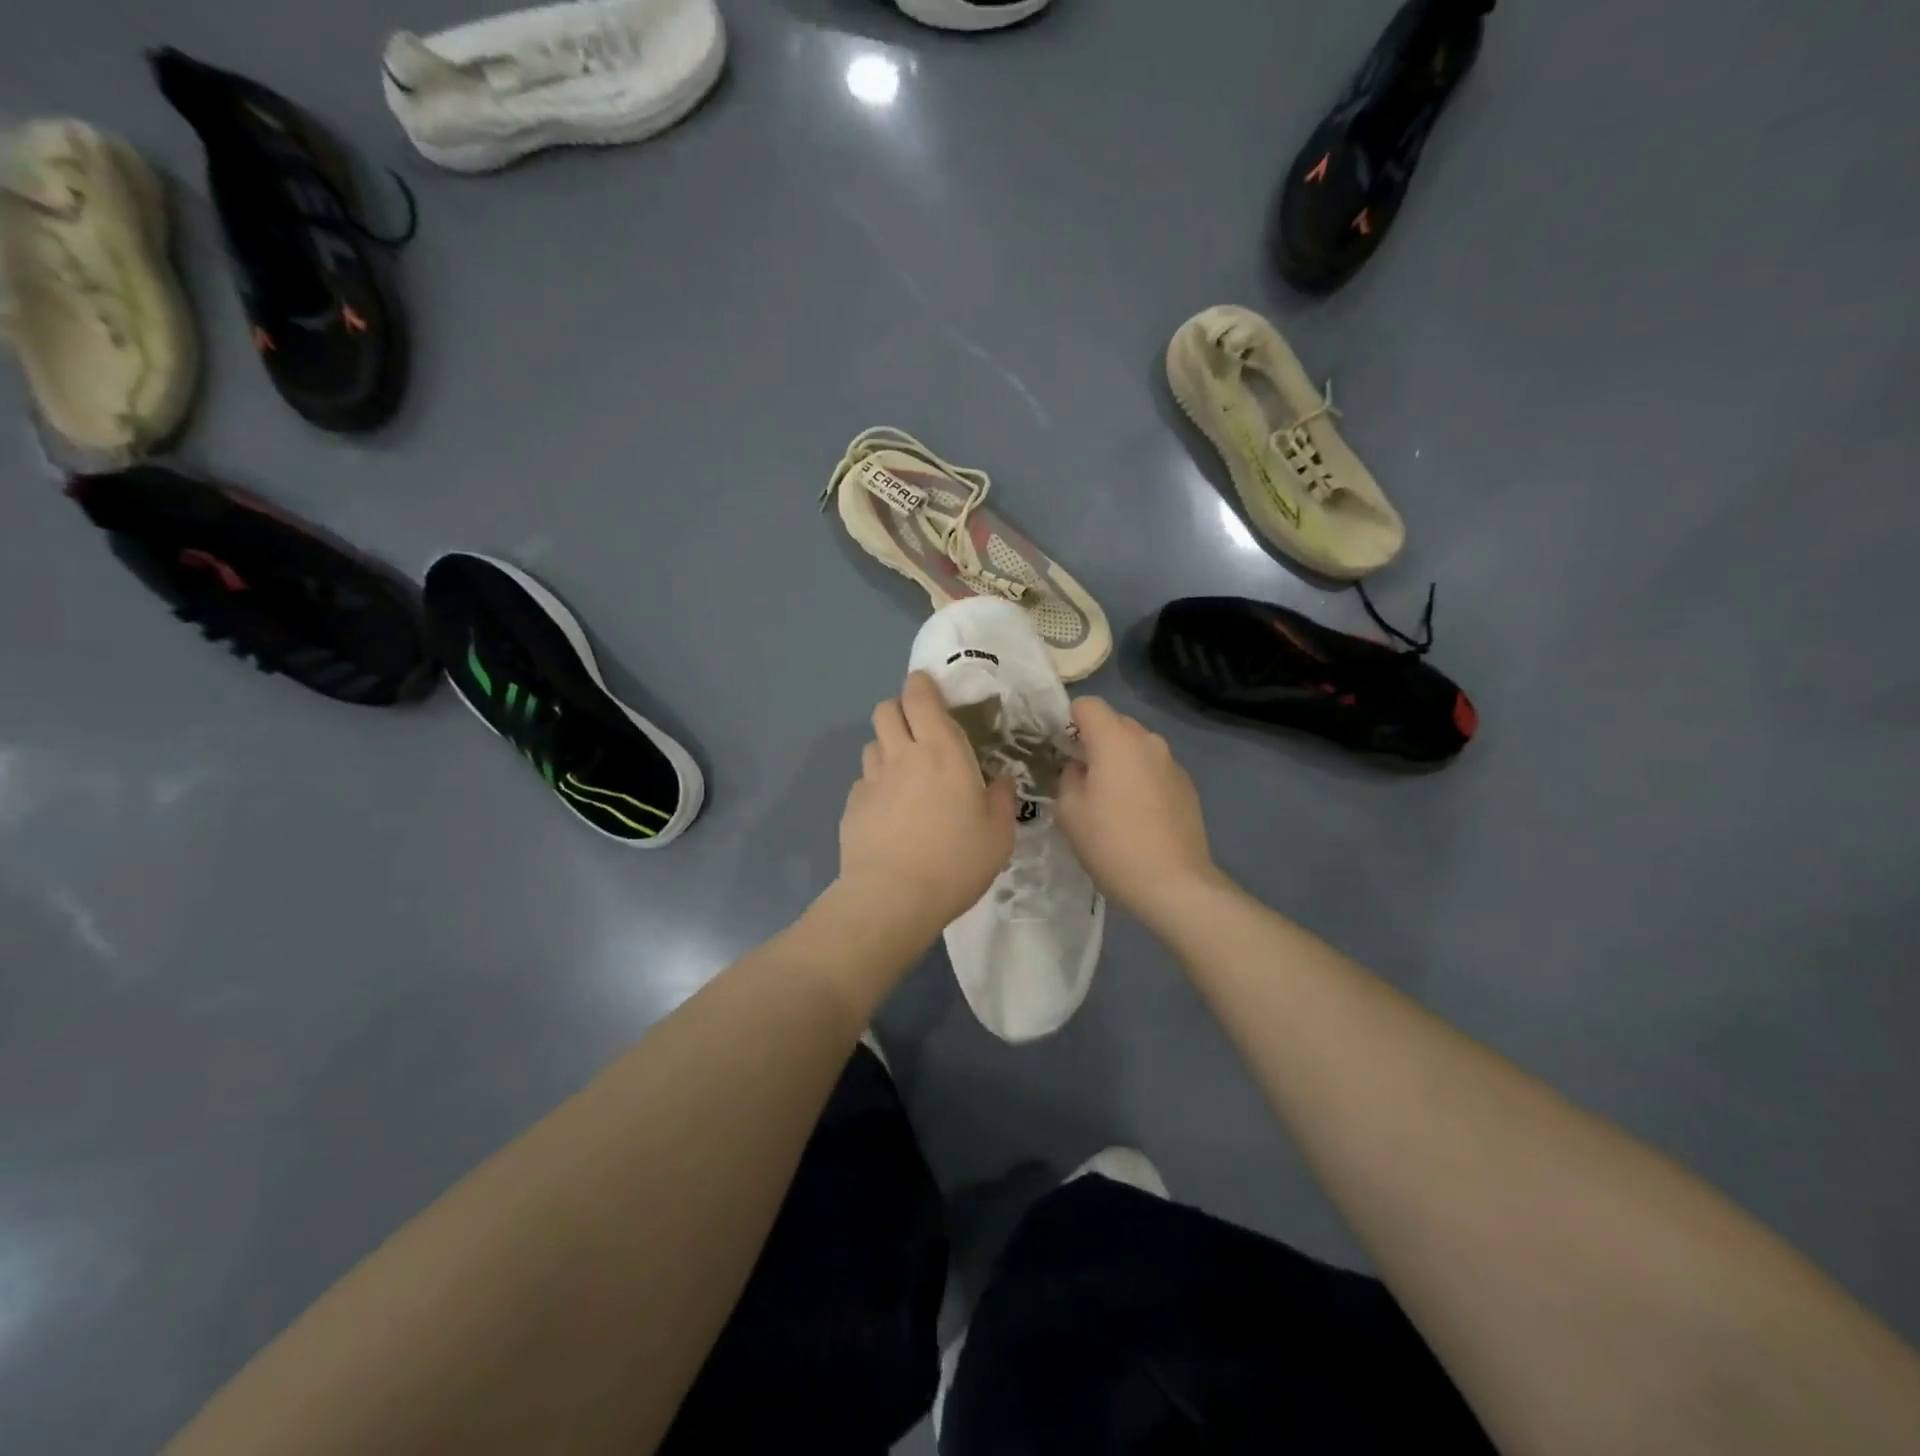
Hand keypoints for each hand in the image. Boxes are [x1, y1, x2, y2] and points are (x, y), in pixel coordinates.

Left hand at [837, 672, 1017, 940]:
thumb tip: (999, 780)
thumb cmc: (955, 862)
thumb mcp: (998, 835)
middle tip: (919, 733)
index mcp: (943, 752)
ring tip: (904, 774)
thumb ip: (1001, 800)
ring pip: (873, 743)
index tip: (930, 690)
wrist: (893, 898)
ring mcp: (872, 779)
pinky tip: (889, 812)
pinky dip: (876, 785)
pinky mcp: (852, 805)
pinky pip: (864, 780)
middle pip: (886, 708)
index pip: (920, 697)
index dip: (921, 685)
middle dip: (900, 710)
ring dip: (888, 748)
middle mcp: (903, 755)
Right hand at [1056, 697, 1218, 920]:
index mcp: (1115, 740)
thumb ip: (1067, 777)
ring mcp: (1171, 762)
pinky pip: (1154, 768)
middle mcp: (1147, 740)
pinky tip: (1137, 815)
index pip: (1087, 705)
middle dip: (1094, 741)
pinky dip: (1140, 779)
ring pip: (1135, 746)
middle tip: (1081, 777)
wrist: (1173, 884)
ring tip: (1110, 800)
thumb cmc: (1112, 845)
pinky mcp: (1187, 785)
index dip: (1068, 720)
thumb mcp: (1069, 812)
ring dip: (1119, 761)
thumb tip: (1079, 768)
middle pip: (1114, 723)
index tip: (1059, 749)